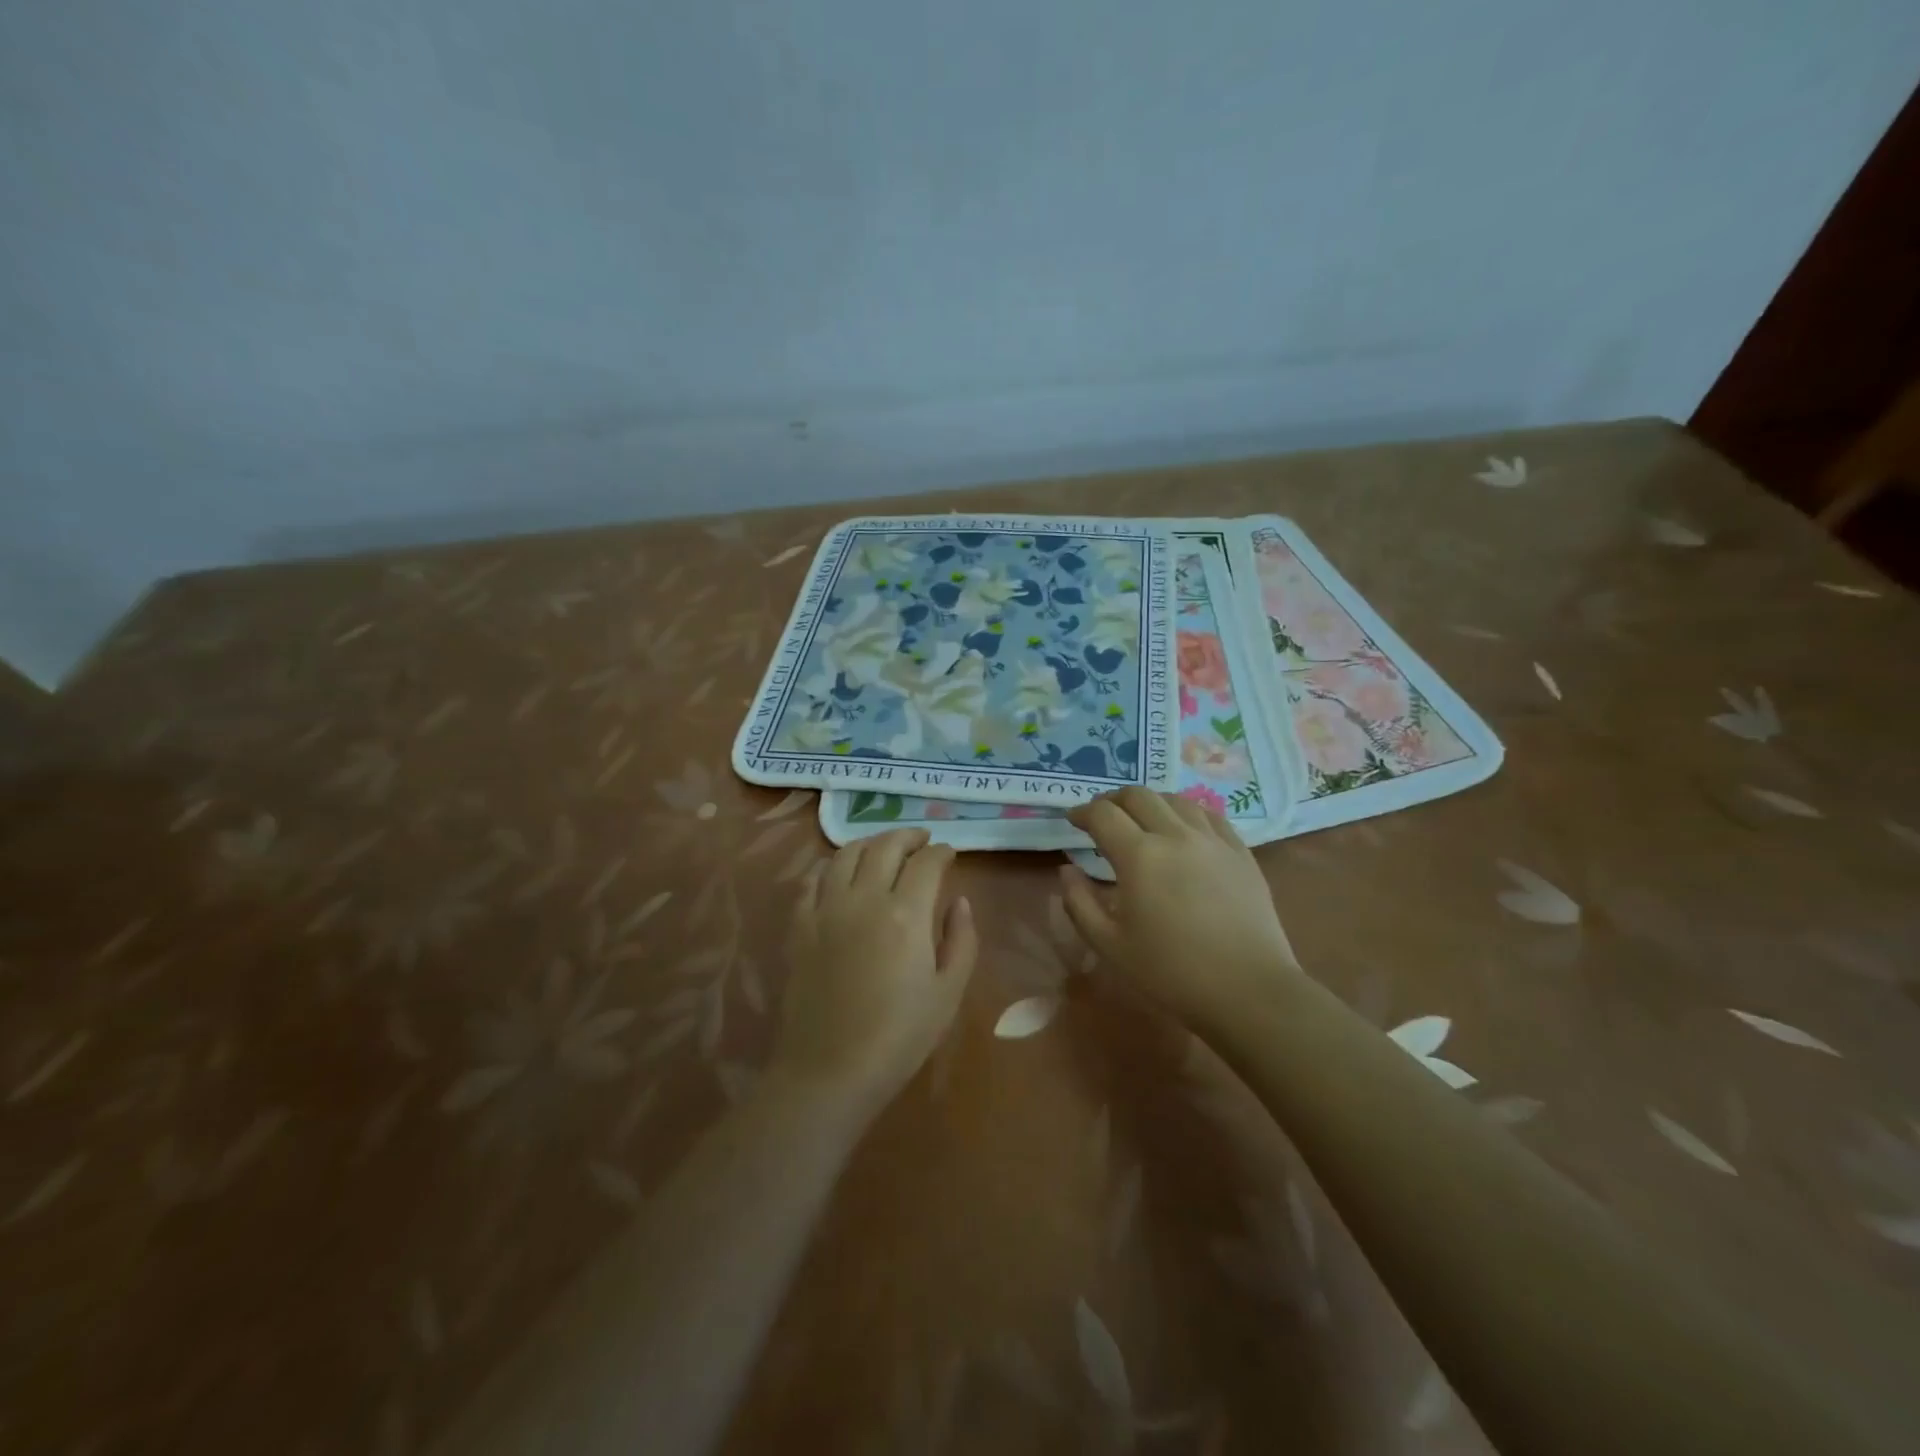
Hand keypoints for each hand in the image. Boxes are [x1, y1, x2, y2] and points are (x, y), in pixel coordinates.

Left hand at [776, 829, 976, 1116]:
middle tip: (922, 840)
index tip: (950, 854)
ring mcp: (826, 909)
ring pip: (846, 854)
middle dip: (908, 836)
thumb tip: (959, 901)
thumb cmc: (900, 1037)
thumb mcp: (948, 993)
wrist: (830, 1071)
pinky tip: (841, 873)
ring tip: (883, 847)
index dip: (941, 852)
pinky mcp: (800, 926)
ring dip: (870, 842)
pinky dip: (831, 867)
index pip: (926, 863)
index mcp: (906, 913)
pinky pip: (813, 880)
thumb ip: (961, 940)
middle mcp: (864, 898)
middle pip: (885, 846)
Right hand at [1060, 788, 1299, 1028]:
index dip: (1082, 812)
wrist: (1248, 990)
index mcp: (1139, 856)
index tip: (1073, 821)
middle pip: (1138, 796)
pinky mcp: (1240, 852)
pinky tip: (1183, 827)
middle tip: (1102, 817)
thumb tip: (1068, 870)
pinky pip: (1209, 815)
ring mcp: (1213, 840)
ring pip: (1175, 800)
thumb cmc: (1171, 972)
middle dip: (1113, 800)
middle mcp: (1175, 835)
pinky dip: (1186, 812)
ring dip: (1149, 803)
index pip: (1102, 814)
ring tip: (1141, 820)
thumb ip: (1079, 903)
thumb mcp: (1109, 945)